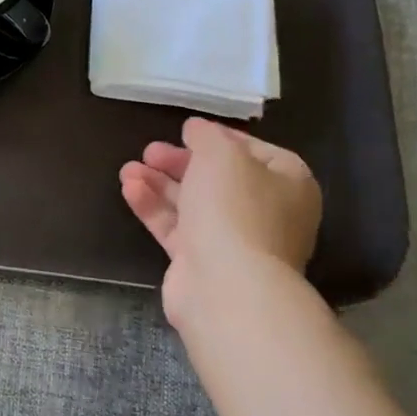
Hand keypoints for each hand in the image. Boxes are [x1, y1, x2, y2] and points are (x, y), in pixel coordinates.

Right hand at [119, 117, 322, 341]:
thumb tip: (197, 129)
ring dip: (160, 184)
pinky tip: (129, 189)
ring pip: (193, 204)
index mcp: (288, 183)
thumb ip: (207, 136)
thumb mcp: (221, 156)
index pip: (255, 151)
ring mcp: (234, 241)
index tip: (186, 132)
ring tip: (128, 169)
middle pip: (218, 179)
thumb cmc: (235, 210)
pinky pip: (176, 228)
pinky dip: (154, 207)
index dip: (219, 139)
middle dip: (181, 163)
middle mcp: (266, 212)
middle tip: (150, 151)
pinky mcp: (201, 262)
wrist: (227, 286)